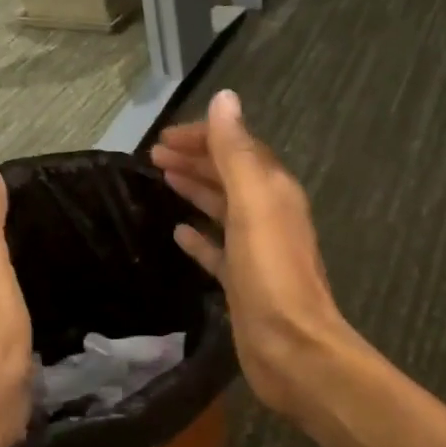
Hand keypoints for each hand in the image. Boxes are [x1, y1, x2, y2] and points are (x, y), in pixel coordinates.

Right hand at [151, 90, 348, 412]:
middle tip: (154, 154)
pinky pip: (217, 249)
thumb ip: (237, 152)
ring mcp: (256, 250)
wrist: (290, 347)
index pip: (237, 148)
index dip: (204, 137)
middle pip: (229, 175)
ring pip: (222, 208)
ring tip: (163, 178)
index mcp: (273, 191)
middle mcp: (268, 214)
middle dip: (195, 159)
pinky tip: (179, 232)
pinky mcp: (242, 282)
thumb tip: (225, 99)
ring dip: (196, 189)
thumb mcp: (253, 204)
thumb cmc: (270, 274)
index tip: (164, 137)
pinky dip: (199, 237)